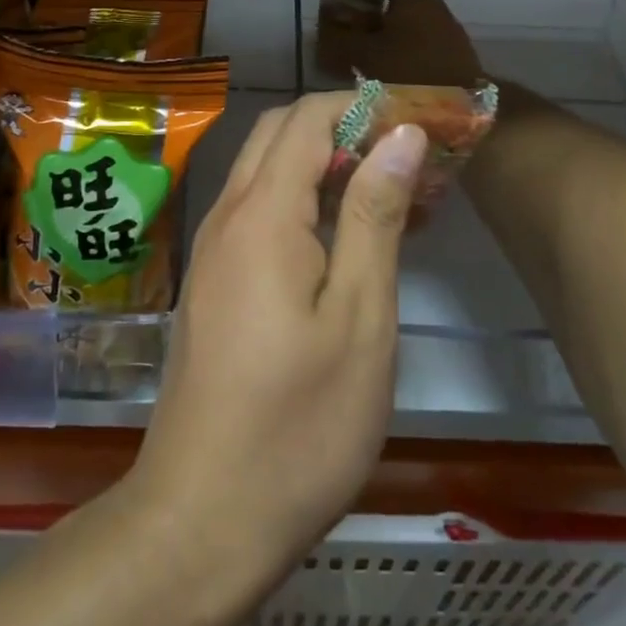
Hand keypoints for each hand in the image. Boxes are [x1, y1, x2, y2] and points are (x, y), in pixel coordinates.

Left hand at [126, 93, 427, 589]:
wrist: (201, 520)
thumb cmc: (298, 426)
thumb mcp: (359, 318)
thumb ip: (375, 216)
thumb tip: (401, 135)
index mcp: (261, 214)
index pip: (310, 117)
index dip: (367, 106)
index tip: (424, 120)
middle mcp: (227, 216)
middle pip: (282, 132)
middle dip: (347, 125)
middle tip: (412, 154)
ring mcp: (213, 250)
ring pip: (268, 170)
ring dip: (328, 163)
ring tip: (397, 193)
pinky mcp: (214, 282)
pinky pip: (259, 211)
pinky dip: (305, 200)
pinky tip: (351, 238)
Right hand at [317, 0, 484, 88]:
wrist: (462, 108)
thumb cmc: (408, 74)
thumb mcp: (364, 55)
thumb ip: (340, 38)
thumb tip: (321, 28)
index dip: (349, 2)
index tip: (332, 20)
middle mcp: (431, 5)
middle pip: (389, 8)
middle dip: (366, 23)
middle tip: (344, 43)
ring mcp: (446, 28)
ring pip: (404, 28)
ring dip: (385, 40)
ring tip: (362, 61)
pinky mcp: (454, 52)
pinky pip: (419, 45)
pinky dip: (402, 54)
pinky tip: (388, 72)